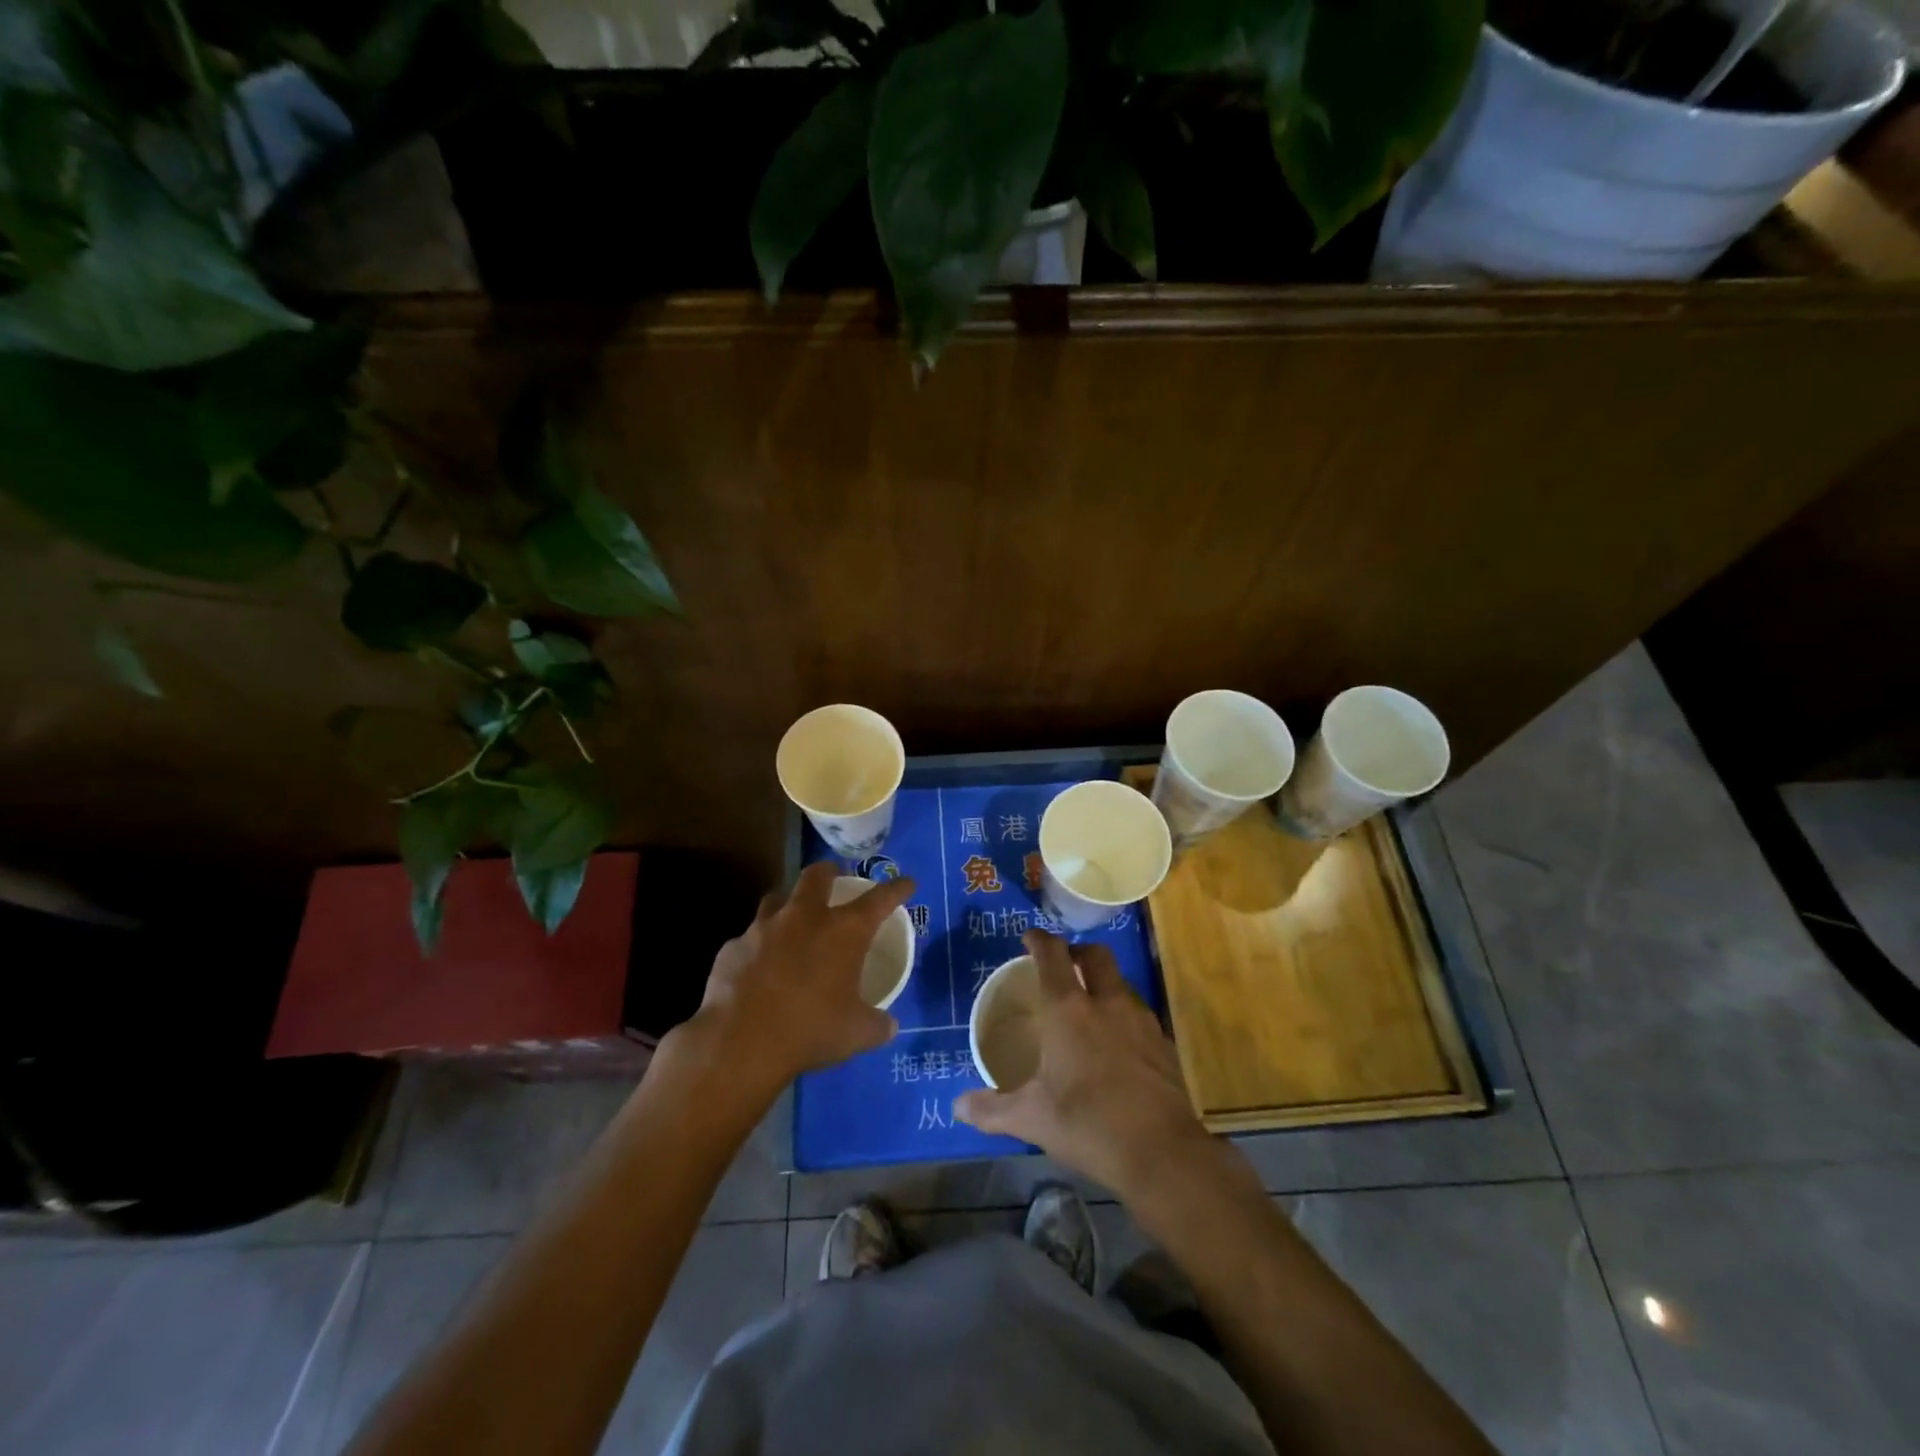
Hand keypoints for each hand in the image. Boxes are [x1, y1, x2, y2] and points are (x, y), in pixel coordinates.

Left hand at [692, 861, 915, 1090]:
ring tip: (792, 920)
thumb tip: (888, 1025)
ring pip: (777, 898)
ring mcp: (763, 928)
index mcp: (844, 931)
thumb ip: (877, 1024)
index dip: (896, 889)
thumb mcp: (856, 1033)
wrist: (739, 1043)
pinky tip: (758, 967)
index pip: (880, 899)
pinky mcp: (732, 947)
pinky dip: (758, 946)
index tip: (906, 883)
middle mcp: (804, 917)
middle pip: (817, 875)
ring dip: (788, 904)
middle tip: (834, 878)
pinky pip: (749, 938)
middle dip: (829, 872)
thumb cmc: (810, 1030)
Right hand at [954, 930, 1208, 1199]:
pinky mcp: (1163, 1043)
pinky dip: (1123, 1015)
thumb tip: (958, 1107)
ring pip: (1121, 983)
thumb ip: (992, 1109)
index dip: (1039, 940)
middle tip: (1063, 965)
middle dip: (1077, 951)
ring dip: (1103, 983)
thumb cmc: (1087, 1124)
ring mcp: (1141, 1021)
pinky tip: (1117, 1044)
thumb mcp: (1031, 1119)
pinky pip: (1139, 1014)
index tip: (1029, 937)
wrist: (1161, 1153)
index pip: (1053, 956)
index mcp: (1069, 1010)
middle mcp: (1107, 1003)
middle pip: (1096, 955)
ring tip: (1089, 1006)